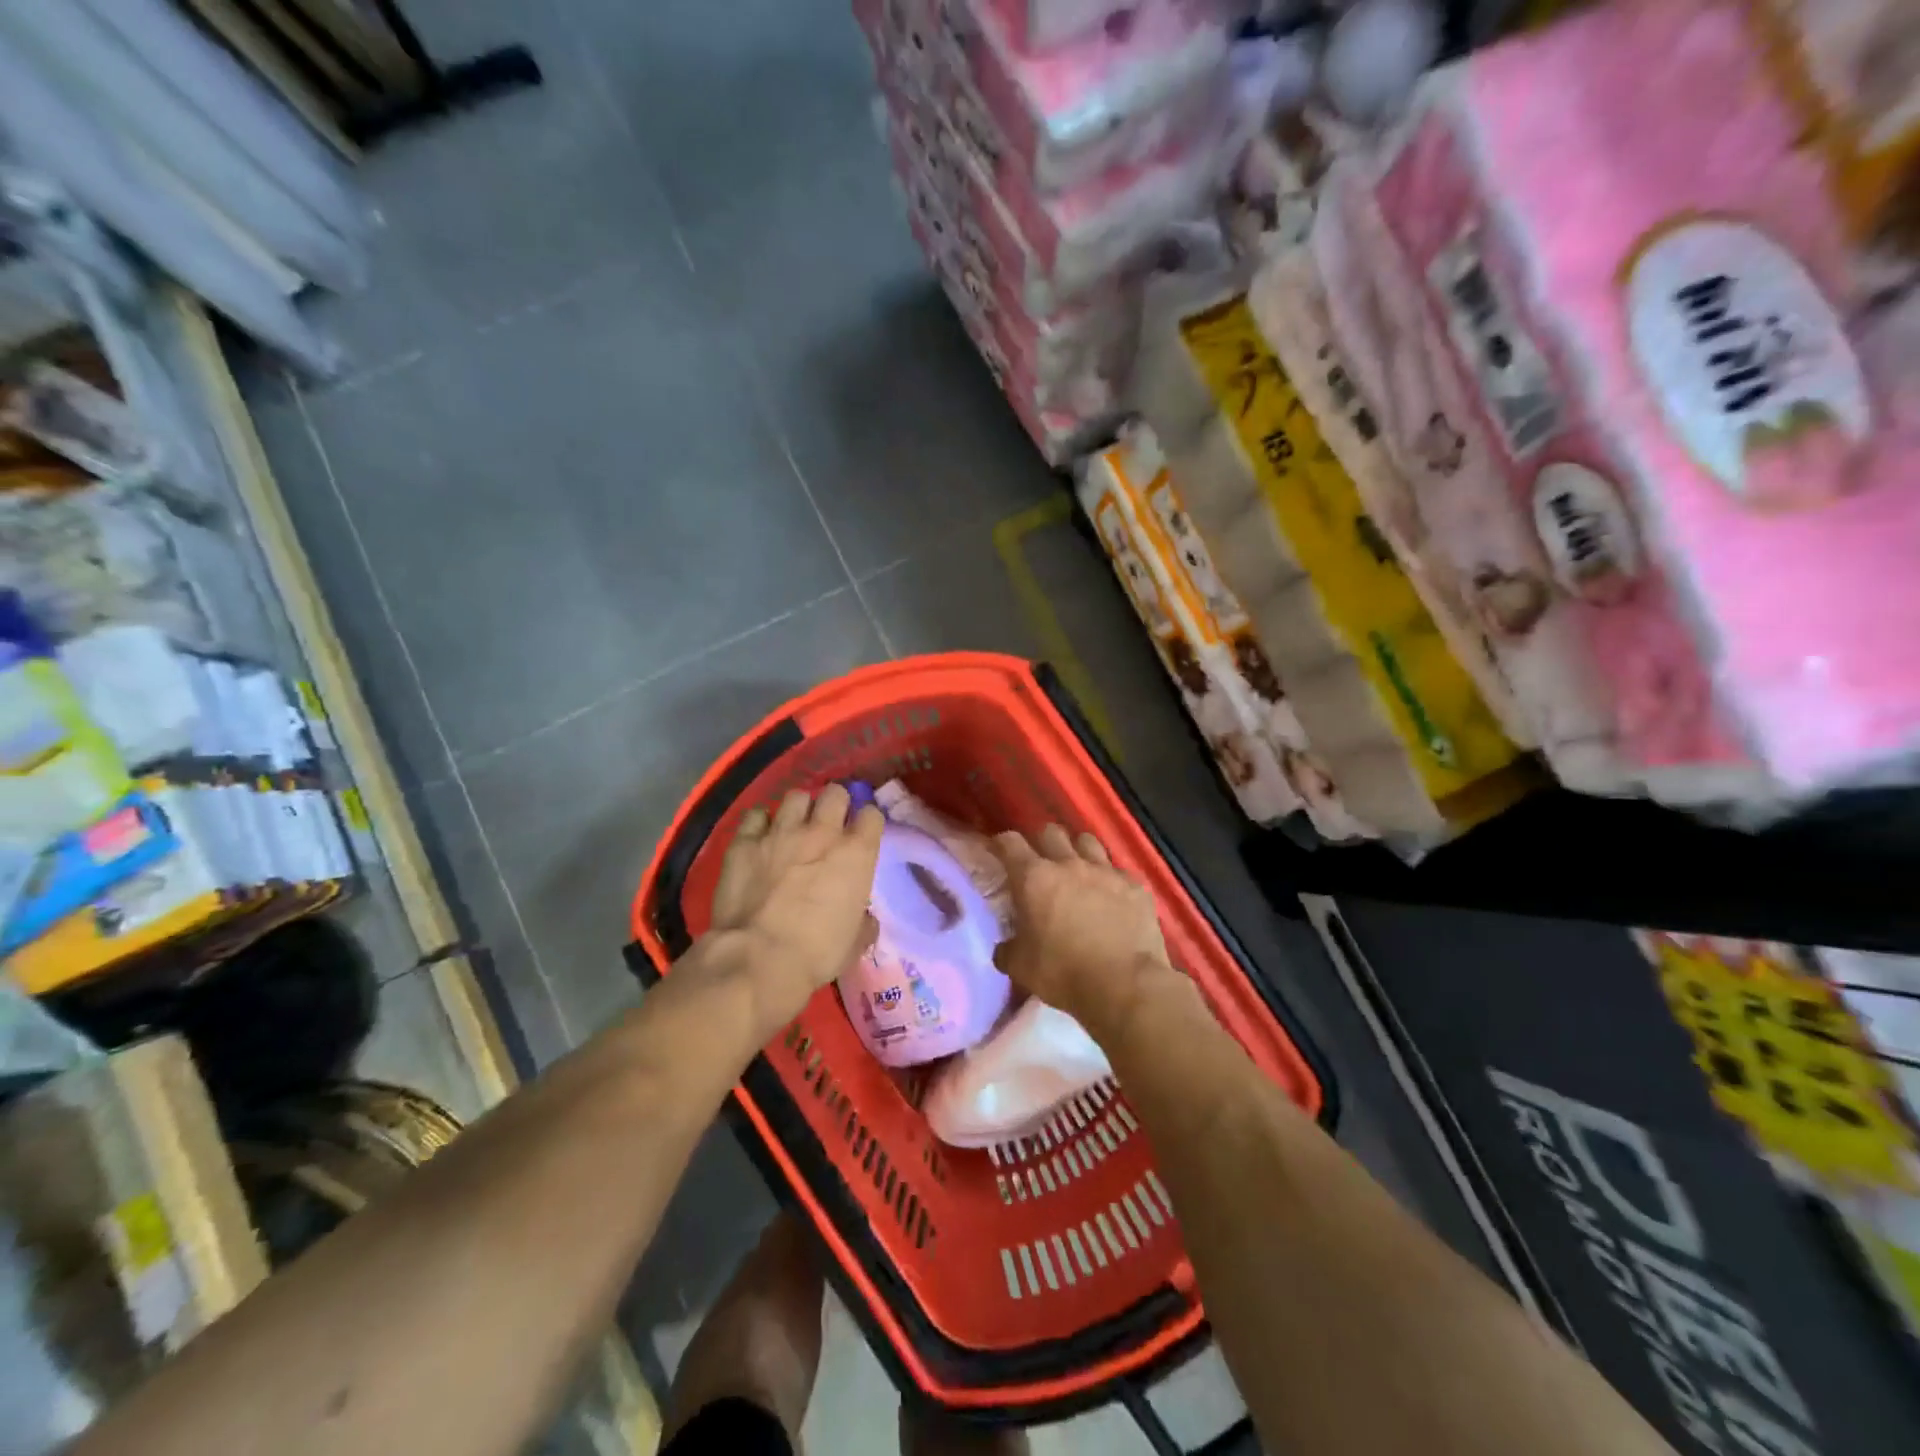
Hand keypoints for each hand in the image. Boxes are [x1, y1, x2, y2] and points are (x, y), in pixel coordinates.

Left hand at [700, 785, 883, 1035]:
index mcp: (856, 853)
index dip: (866, 823)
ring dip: (799, 810)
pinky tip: (760, 838)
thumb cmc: (817, 954)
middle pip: (835, 793)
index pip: (871, 815)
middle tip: (828, 824)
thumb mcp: (855, 941)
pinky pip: (755, 815)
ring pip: (796, 796)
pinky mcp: (744, 842)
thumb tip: (863, 916)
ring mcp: (780, 832)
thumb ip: (863, 920)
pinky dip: (760, 824)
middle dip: (835, 804)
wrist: (759, 959)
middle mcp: (821, 832)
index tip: (861, 835)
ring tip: (793, 827)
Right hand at [991, 825, 1175, 1033]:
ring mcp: (1106, 871)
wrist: (1125, 985)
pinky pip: (1117, 870)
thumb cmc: (1064, 973)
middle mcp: (1069, 864)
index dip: (1001, 844)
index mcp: (1035, 878)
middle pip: (1050, 832)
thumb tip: (1004, 949)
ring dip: (1077, 851)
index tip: (998, 851)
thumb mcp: (1021, 968)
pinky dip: (1109, 879)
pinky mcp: (1135, 885)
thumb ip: (1007, 950)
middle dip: (1041, 843)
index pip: (1010, 842)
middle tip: (1040, 864)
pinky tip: (1111, 897)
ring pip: (1086, 841)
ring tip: (1077, 871)